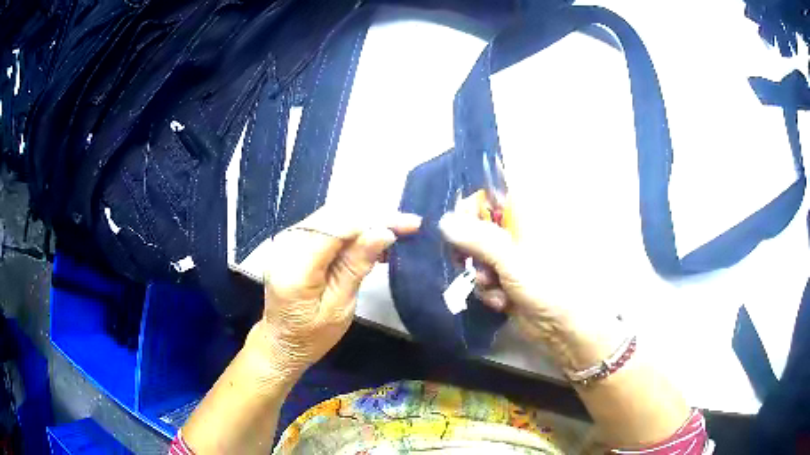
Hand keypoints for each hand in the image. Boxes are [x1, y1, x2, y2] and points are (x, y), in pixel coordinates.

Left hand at [253, 207, 420, 377]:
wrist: (280, 340)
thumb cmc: (311, 336)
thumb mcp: (339, 308)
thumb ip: (355, 267)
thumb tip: (383, 232)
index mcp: (296, 268)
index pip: (336, 228)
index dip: (373, 221)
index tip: (408, 224)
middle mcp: (286, 246)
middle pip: (334, 216)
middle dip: (374, 217)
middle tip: (408, 224)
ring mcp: (286, 241)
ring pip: (332, 216)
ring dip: (365, 221)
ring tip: (397, 231)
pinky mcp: (292, 242)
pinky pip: (326, 225)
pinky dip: (351, 229)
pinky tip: (372, 240)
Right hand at [438, 211, 619, 370]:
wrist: (565, 327)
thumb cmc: (547, 285)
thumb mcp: (511, 260)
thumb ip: (478, 239)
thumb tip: (444, 220)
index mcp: (527, 215)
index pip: (493, 192)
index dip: (472, 203)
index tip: (455, 222)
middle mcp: (519, 231)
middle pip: (480, 224)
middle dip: (470, 247)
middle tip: (465, 260)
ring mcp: (513, 256)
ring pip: (478, 254)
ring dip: (480, 273)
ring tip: (492, 286)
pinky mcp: (508, 279)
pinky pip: (485, 276)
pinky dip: (488, 289)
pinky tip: (500, 302)